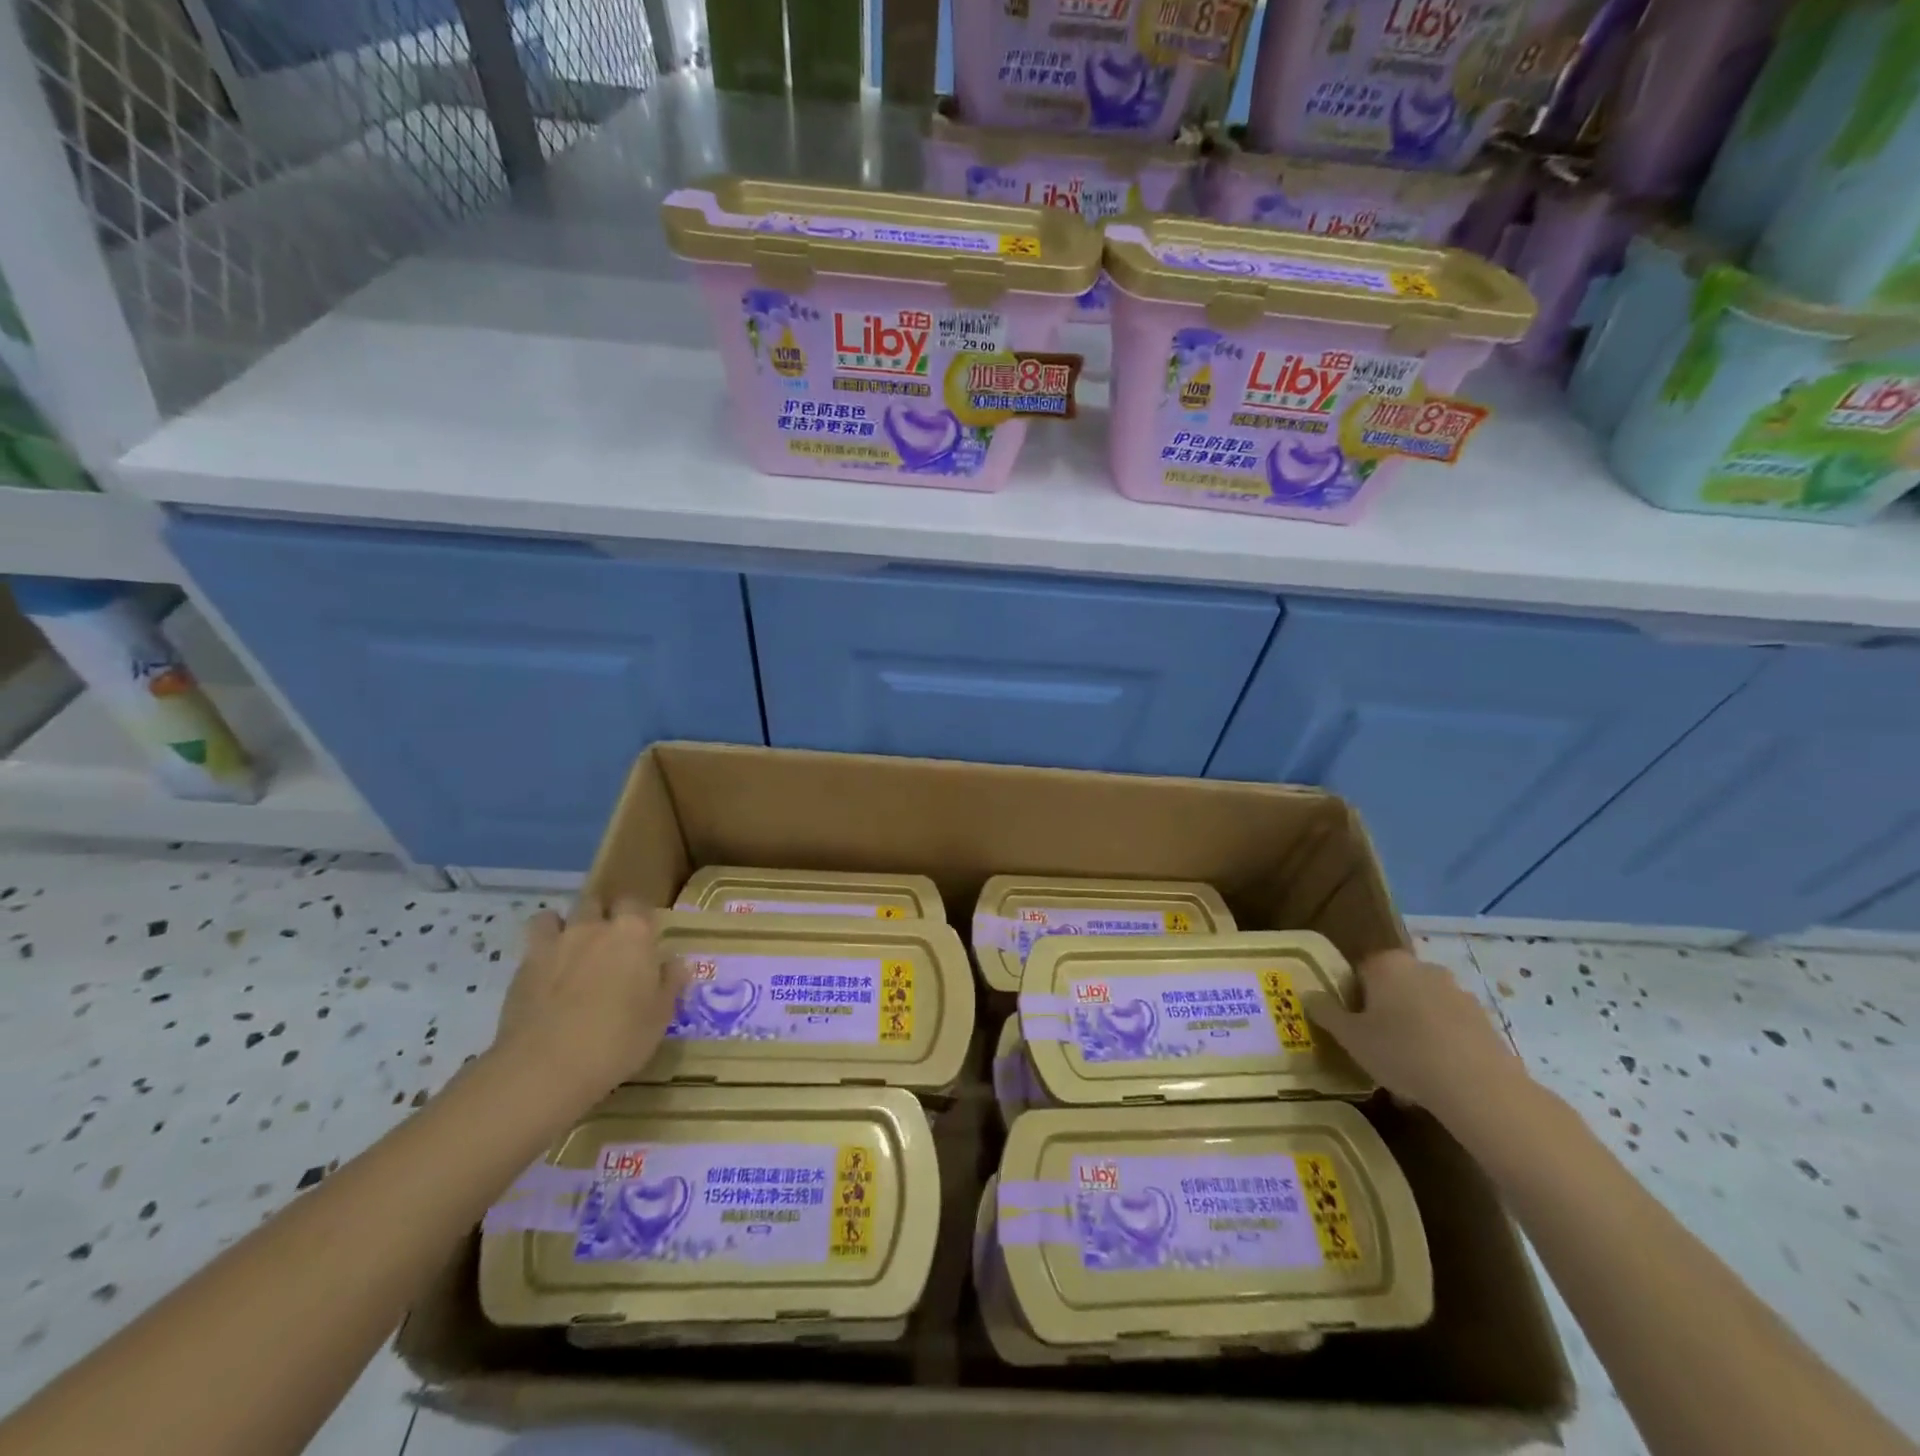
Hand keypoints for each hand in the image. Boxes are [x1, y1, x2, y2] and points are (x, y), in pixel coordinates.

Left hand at [490, 898, 690, 1115]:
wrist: (547, 1067)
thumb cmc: (618, 1039)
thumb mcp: (660, 1016)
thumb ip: (669, 982)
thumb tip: (674, 963)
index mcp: (632, 933)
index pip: (636, 903)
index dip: (638, 917)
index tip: (642, 938)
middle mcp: (592, 928)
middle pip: (595, 903)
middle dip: (600, 915)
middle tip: (607, 945)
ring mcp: (553, 945)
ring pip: (554, 917)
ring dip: (563, 927)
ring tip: (569, 952)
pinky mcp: (521, 969)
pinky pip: (531, 947)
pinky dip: (539, 954)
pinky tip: (545, 979)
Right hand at [1305, 948, 1530, 1130]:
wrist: (1478, 1087)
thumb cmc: (1402, 1052)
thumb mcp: (1350, 1037)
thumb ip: (1325, 1012)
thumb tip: (1308, 994)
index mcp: (1387, 963)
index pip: (1358, 972)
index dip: (1351, 1001)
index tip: (1352, 1029)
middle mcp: (1423, 967)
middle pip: (1392, 988)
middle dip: (1384, 1013)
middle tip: (1376, 1049)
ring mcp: (1458, 992)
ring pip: (1422, 1008)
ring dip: (1413, 1029)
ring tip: (1407, 1071)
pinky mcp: (1484, 1019)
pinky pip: (1449, 1027)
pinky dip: (1440, 1043)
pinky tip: (1436, 1076)